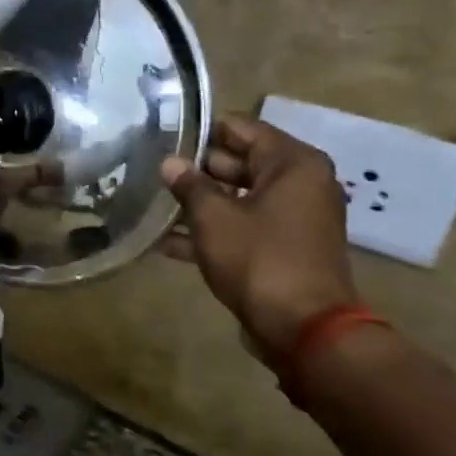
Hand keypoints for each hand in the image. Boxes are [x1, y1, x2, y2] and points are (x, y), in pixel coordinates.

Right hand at [160, 114, 356, 359]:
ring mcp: (294, 218)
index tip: (164, 137)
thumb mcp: (213, 217)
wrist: (302, 327)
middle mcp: (301, 184)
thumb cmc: (259, 258)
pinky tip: (168, 240)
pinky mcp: (284, 247)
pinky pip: (244, 226)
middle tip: (152, 170)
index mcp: (293, 164)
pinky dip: (213, 230)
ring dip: (201, 202)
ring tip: (154, 202)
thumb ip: (189, 185)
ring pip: (239, 197)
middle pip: (241, 161)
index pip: (241, 129)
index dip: (202, 132)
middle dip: (197, 168)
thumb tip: (169, 162)